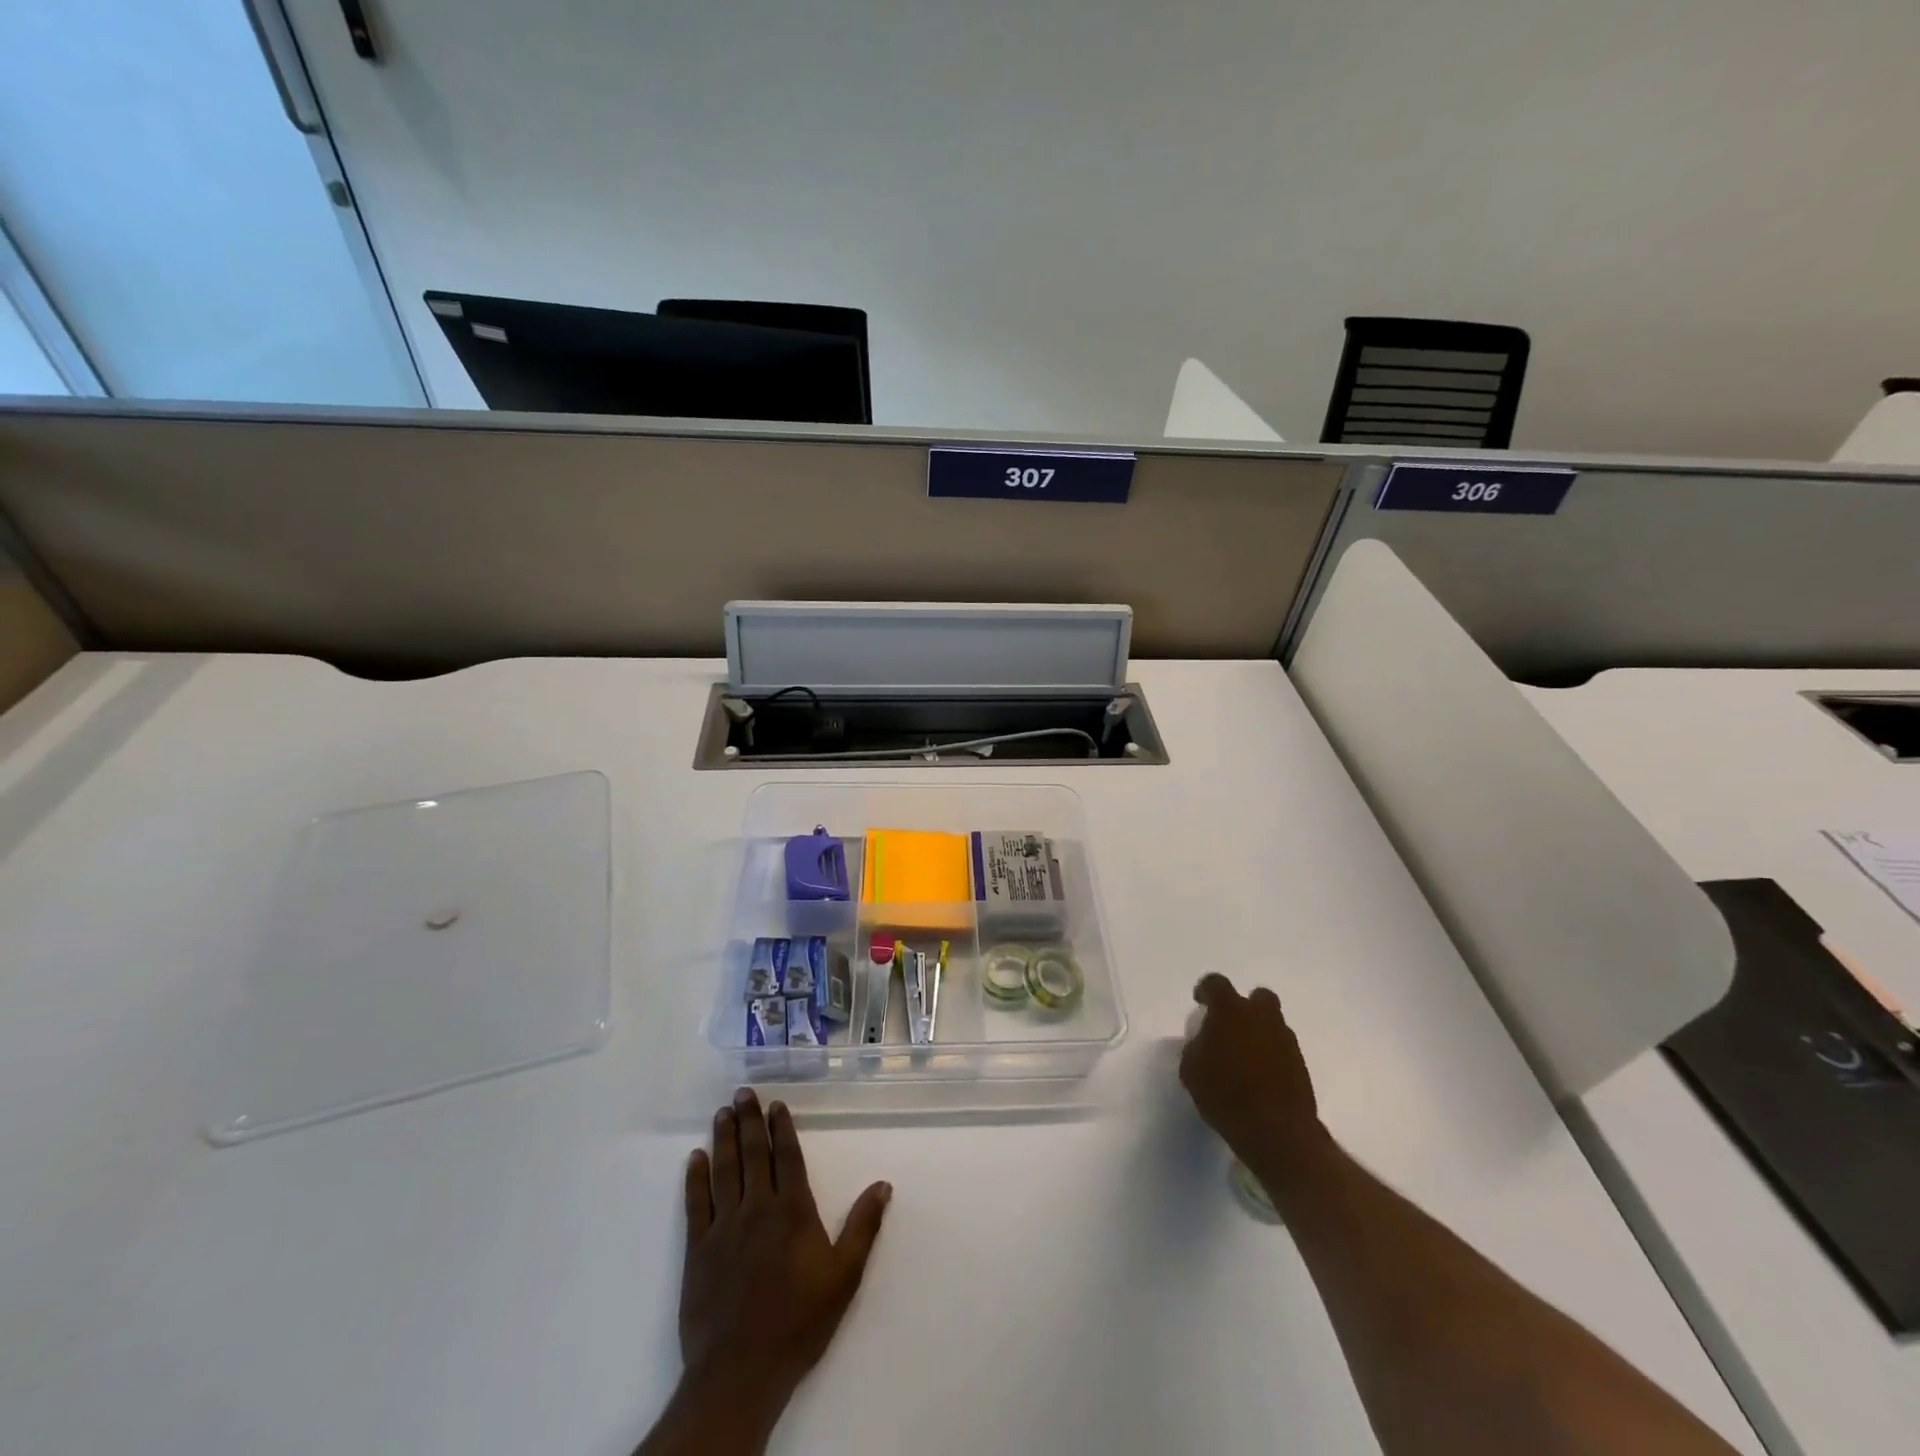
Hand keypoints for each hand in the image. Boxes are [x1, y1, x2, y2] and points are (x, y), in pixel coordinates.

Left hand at [678, 1088, 890, 1427]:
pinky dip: (695, 1178)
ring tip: (723, 1112)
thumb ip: (863, 1227)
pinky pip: (695, 1203)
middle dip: (750, 1120)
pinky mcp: (697, 1249)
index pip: (787, 1157)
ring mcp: (724, 1226)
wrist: (741, 1371)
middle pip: (753, 1154)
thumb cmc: (799, 1322)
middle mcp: (757, 1207)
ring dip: (724, 1138)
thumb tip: (883, 1184)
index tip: (776, 1104)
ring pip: (724, 1170)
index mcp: (792, 1210)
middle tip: (743, 1093)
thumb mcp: (844, 1277)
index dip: (782, 1128)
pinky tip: (695, 1158)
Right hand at [1179, 974, 1328, 1190]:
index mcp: (1230, 1011)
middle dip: (1245, 1006)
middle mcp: (1261, 1017)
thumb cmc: (1225, 1095)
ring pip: (1273, 1023)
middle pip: (1257, 997)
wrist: (1276, 1131)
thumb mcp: (1192, 1070)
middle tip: (1231, 1026)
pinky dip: (1272, 1054)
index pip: (1216, 984)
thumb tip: (1204, 1042)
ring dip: (1259, 1032)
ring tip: (1245, 1056)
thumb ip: (1196, 1047)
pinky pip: (1282, 1048)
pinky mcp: (1301, 1063)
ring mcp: (1285, 1039)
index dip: (1206, 991)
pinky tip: (1261, 1075)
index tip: (1200, 1003)